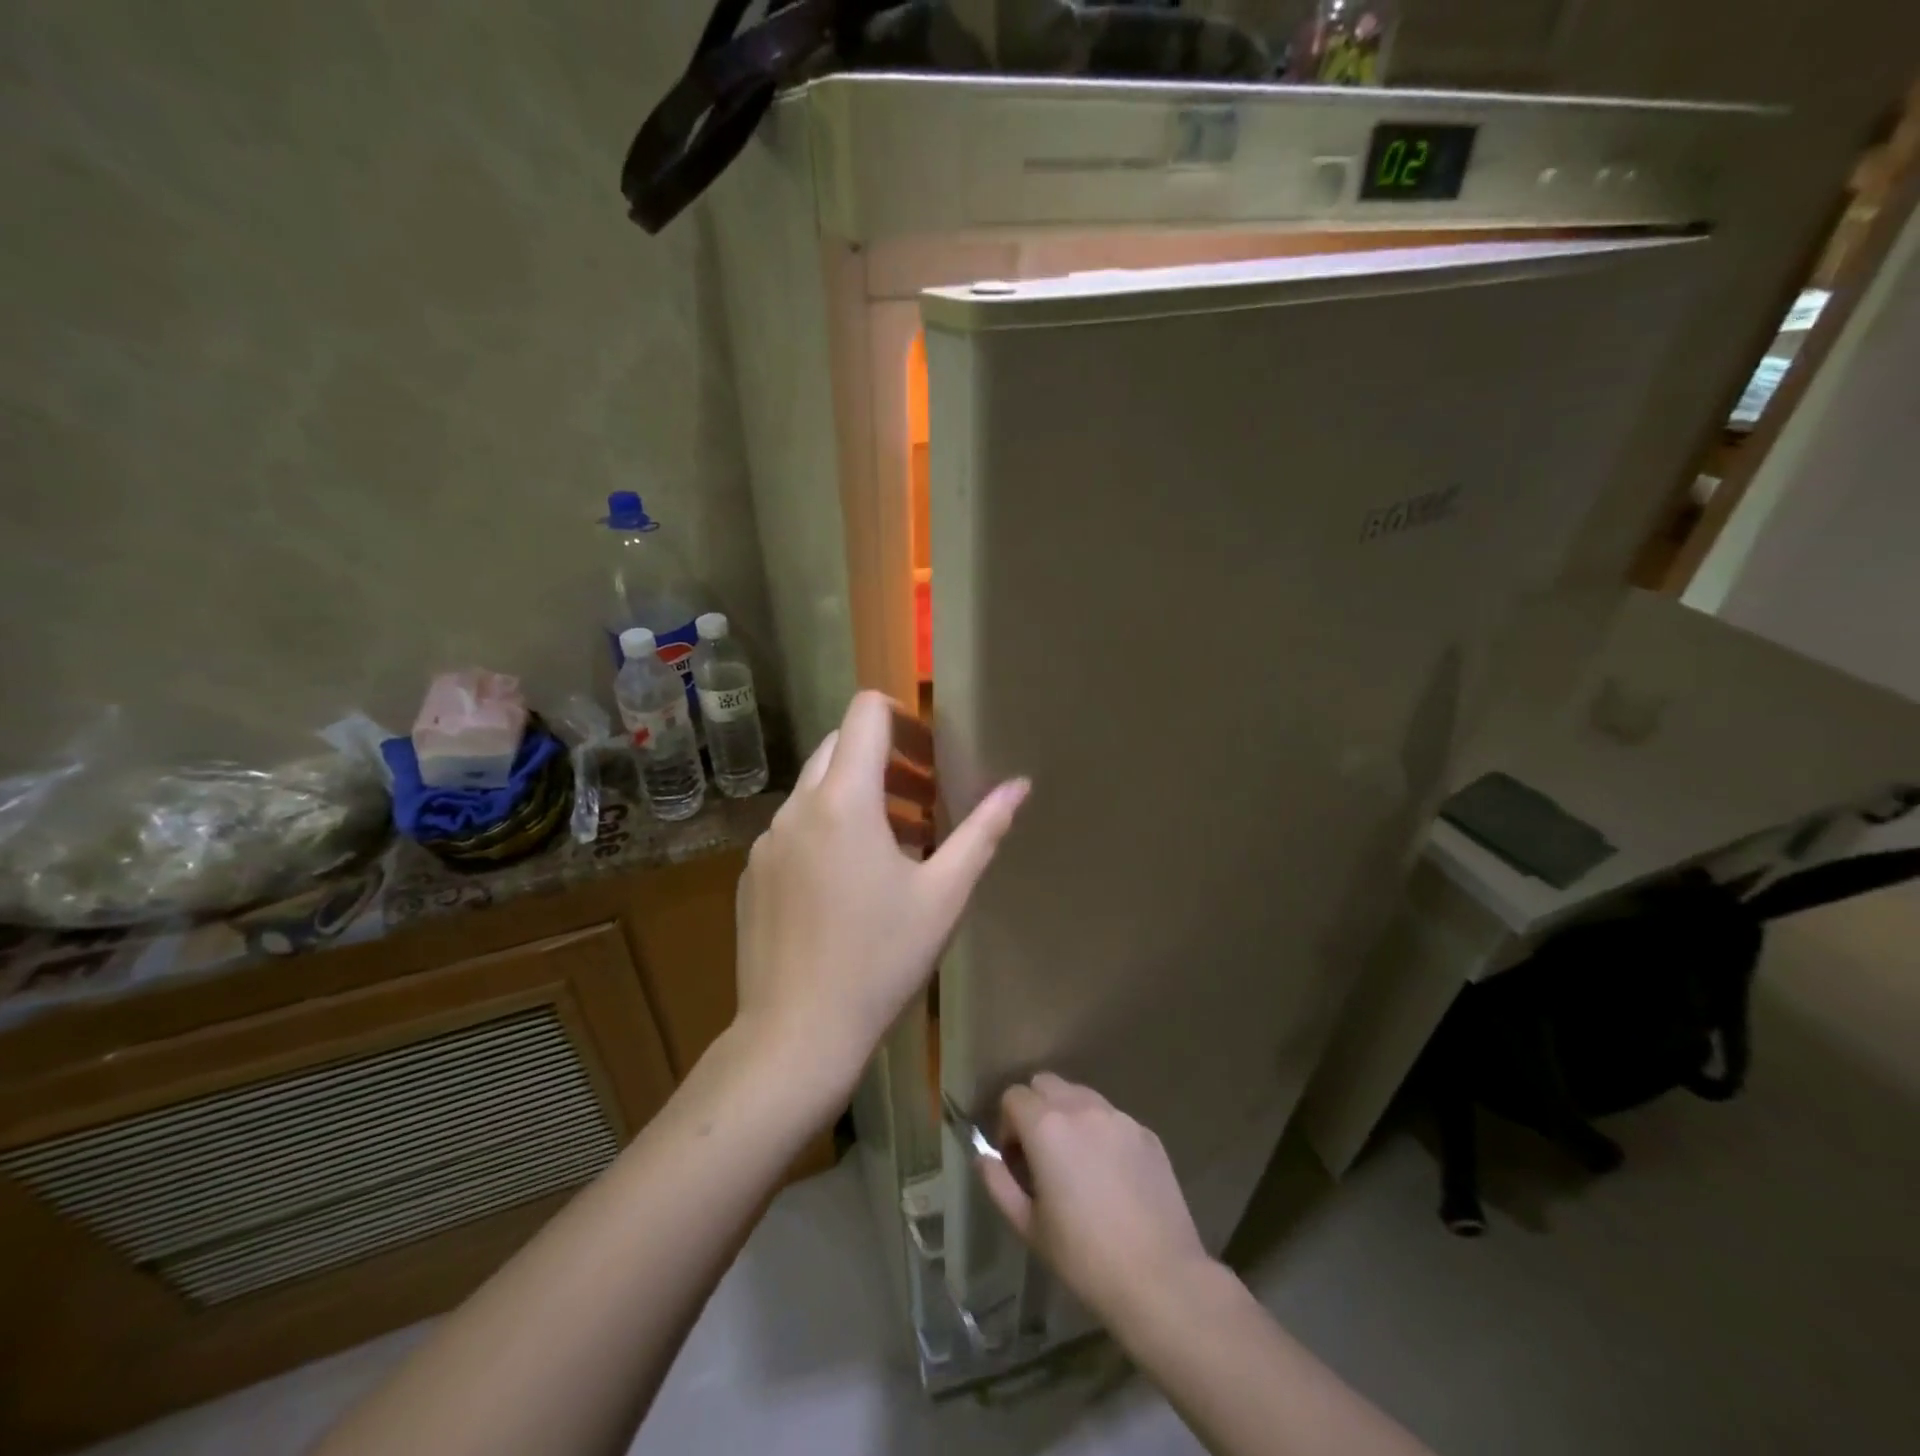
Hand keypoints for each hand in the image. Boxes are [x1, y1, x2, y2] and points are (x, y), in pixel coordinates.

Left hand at [733, 691, 1028, 1105]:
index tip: (932, 754)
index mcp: (844, 800)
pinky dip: (828, 830)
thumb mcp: (944, 895)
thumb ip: (983, 830)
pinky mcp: (754, 872)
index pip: (866, 713)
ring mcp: (767, 840)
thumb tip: (1019, 785)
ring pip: (817, 789)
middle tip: (926, 800)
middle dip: (886, 760)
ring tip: (900, 845)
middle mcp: (797, 806)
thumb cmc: (880, 960)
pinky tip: (851, 885)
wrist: (796, 1034)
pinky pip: (795, 828)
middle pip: (840, 746)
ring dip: (859, 797)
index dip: (903, 718)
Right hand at [978, 1074, 1211, 1323]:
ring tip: (1076, 1162)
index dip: (1007, 1124)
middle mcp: (1082, 1108)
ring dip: (1069, 1116)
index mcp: (1047, 1126)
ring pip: (1081, 1095)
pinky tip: (1111, 1176)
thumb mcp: (1029, 1227)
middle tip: (1041, 1154)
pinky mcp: (1146, 1133)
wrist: (1161, 1279)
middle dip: (1035, 1109)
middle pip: (1046, 1083)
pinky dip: (1101, 1133)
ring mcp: (1118, 1117)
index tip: (1015, 1160)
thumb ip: (999, 1184)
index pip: (1013, 1096)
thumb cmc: (1085, 1258)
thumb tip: (984, 1157)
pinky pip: (1112, 1118)